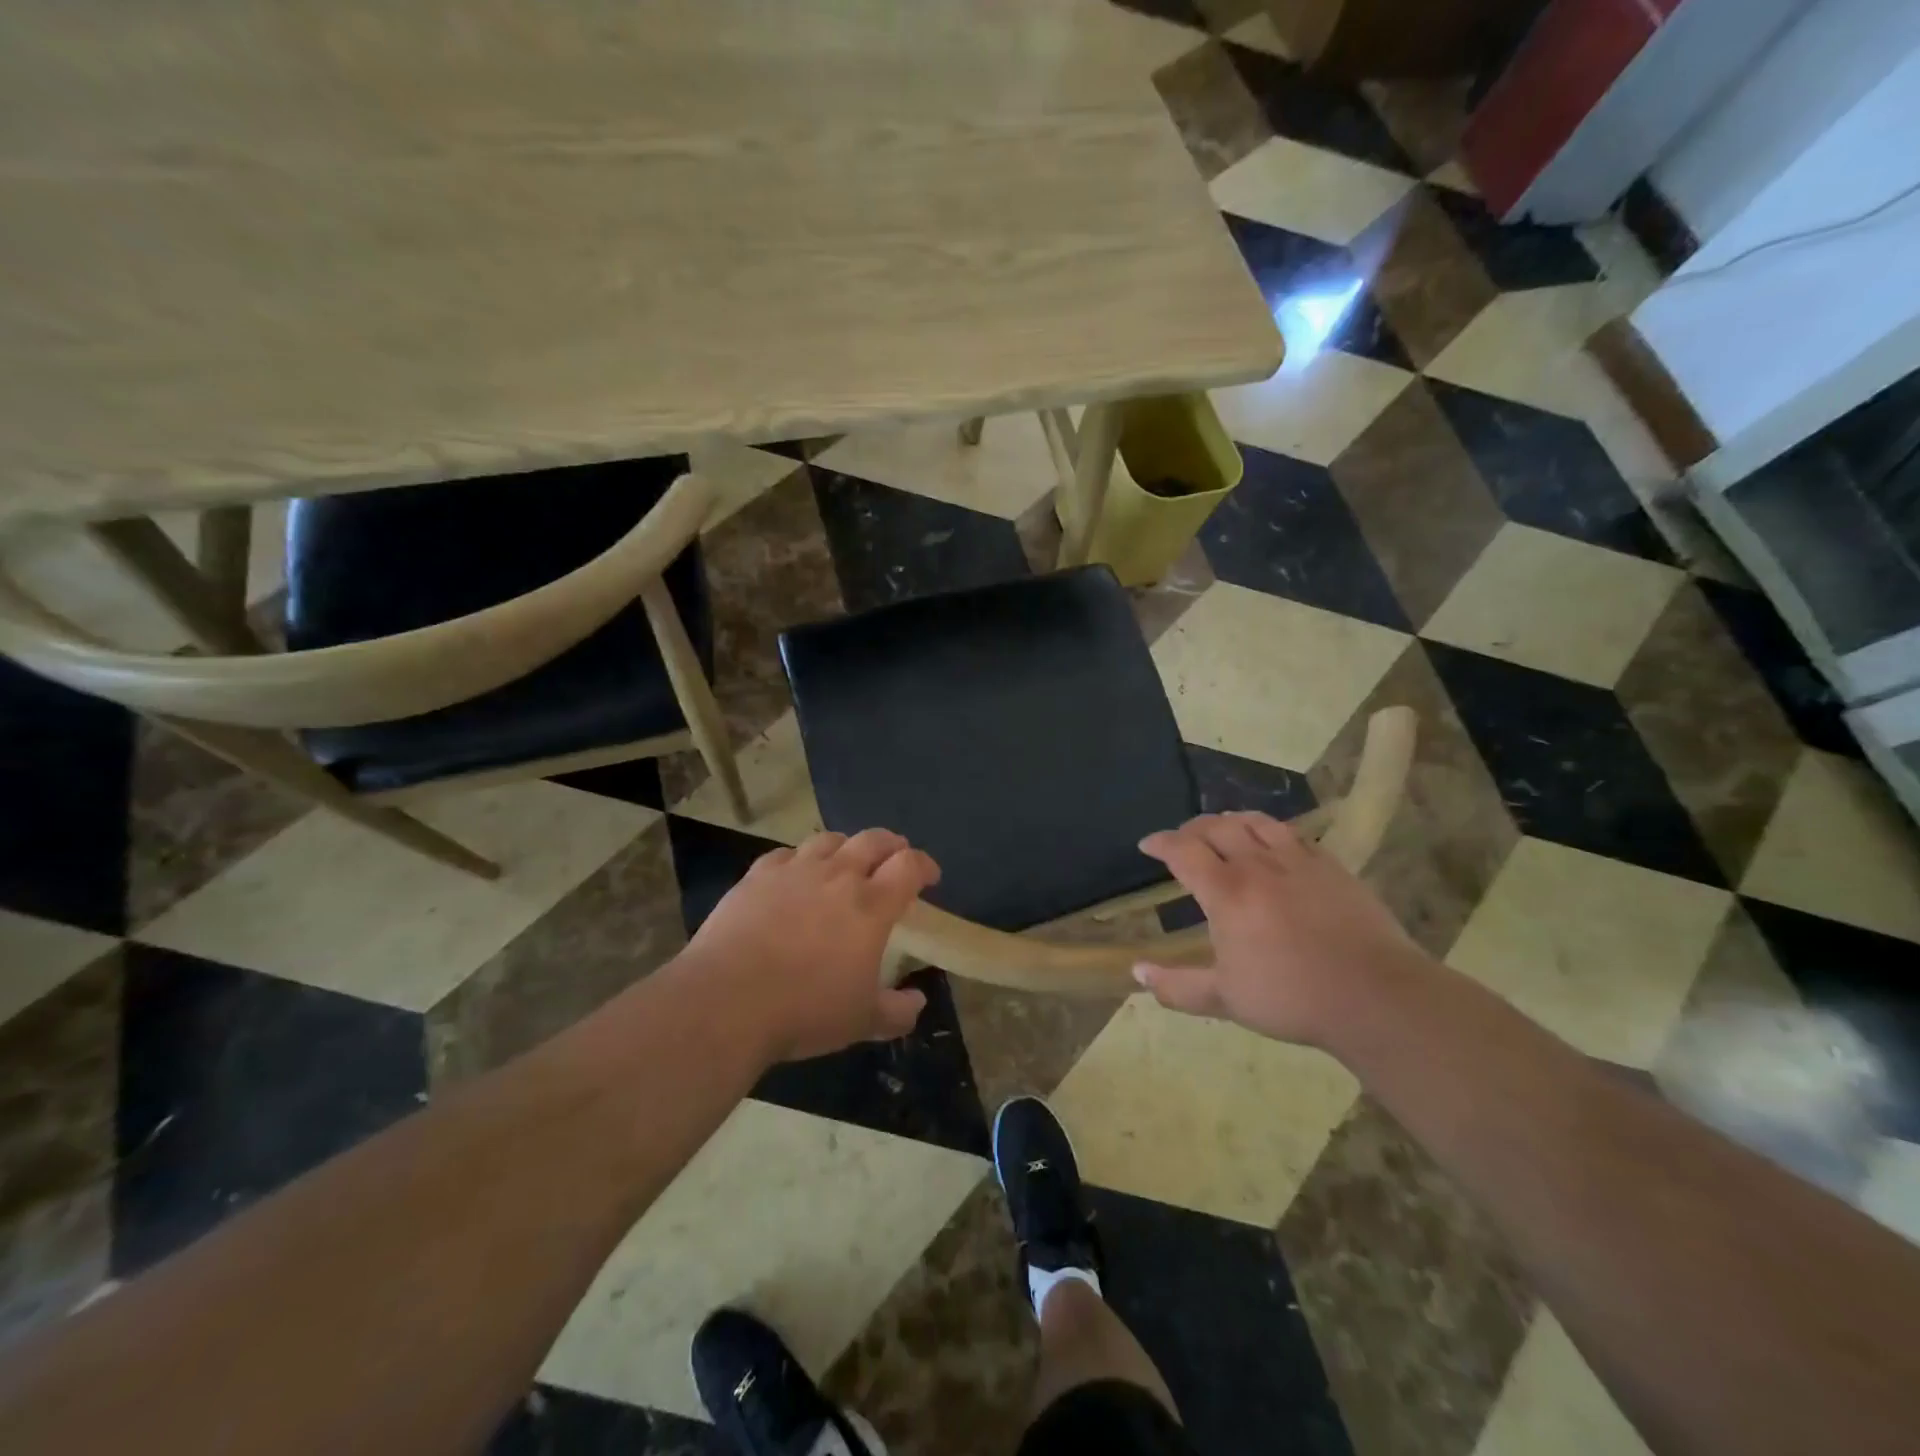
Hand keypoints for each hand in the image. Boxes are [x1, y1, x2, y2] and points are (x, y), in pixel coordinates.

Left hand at [681, 828, 939, 1062]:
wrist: (727, 1001)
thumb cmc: (804, 1010)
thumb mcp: (862, 1021)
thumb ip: (897, 1011)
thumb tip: (918, 1001)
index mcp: (871, 905)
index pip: (909, 865)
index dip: (924, 865)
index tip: (929, 876)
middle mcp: (837, 876)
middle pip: (873, 840)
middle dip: (891, 844)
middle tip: (895, 856)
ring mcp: (794, 871)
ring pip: (829, 840)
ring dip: (846, 846)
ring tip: (846, 859)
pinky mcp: (757, 876)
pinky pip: (785, 855)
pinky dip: (799, 860)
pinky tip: (794, 875)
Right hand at [1133, 811, 1426, 1046]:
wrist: (1376, 995)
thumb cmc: (1292, 998)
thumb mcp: (1225, 999)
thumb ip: (1176, 986)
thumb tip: (1137, 972)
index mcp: (1226, 892)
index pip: (1183, 851)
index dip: (1161, 843)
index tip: (1147, 844)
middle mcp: (1257, 865)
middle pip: (1217, 828)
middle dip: (1192, 828)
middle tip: (1183, 839)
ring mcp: (1298, 861)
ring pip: (1256, 822)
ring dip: (1230, 821)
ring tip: (1223, 828)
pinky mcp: (1331, 866)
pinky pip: (1293, 835)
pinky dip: (1270, 831)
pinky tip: (1273, 844)